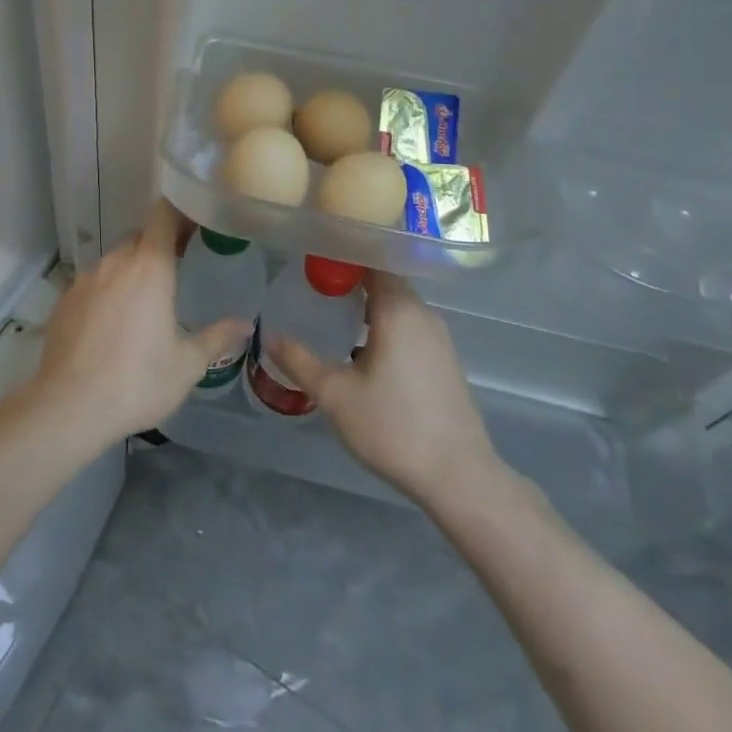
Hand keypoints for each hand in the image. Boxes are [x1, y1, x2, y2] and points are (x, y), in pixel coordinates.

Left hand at [27, 200, 249, 451]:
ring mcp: (85, 279)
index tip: (195, 223)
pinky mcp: (64, 300)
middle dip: (158, 246)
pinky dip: (106, 292)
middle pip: (139, 238)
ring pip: (114, 261)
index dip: (179, 212)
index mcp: (149, 266)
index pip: (163, 215)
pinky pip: (92, 284)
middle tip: (178, 266)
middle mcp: (115, 262)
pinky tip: (112, 324)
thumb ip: (217, 338)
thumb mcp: (187, 364)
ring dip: (131, 271)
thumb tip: (245, 325)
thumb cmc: (137, 381)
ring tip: (144, 301)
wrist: (69, 406)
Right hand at [270, 273, 510, 510]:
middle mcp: (422, 313)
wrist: (460, 478)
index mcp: (398, 309)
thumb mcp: (336, 395)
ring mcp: (438, 337)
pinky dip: (383, 322)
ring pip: (397, 304)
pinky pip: (409, 324)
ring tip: (332, 310)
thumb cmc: (394, 427)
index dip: (344, 252)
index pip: (373, 259)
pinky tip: (361, 345)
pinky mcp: (444, 359)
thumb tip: (270, 336)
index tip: (314, 254)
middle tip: (314, 282)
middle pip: (385, 279)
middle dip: (351, 277)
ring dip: (367, 303)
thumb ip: (300, 361)